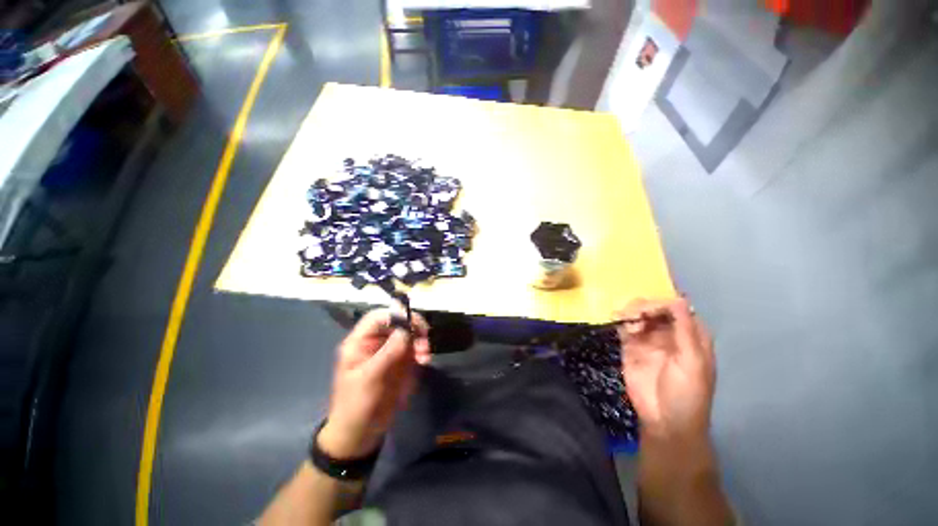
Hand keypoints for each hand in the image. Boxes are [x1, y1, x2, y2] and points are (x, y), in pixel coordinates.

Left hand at [318, 308, 430, 459]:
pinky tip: (425, 361)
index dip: (396, 314)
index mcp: (360, 342)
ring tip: (425, 356)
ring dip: (420, 340)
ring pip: (409, 334)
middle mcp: (376, 342)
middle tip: (426, 336)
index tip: (414, 322)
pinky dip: (422, 351)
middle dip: (413, 327)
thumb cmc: (357, 405)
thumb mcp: (370, 379)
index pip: (378, 317)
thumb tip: (406, 329)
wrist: (362, 433)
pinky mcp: (400, 361)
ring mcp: (390, 351)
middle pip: (397, 322)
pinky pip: (414, 348)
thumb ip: (388, 352)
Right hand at [616, 298, 714, 443]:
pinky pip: (624, 327)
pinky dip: (619, 321)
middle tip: (635, 316)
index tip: (649, 310)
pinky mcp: (630, 346)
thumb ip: (685, 331)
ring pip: (637, 315)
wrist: (664, 421)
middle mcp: (668, 333)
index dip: (663, 303)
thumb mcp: (692, 362)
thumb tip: (678, 299)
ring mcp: (648, 339)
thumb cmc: (687, 394)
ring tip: (627, 324)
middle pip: (654, 308)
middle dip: (644, 307)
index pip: (676, 308)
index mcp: (690, 335)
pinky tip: (616, 322)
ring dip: (630, 313)